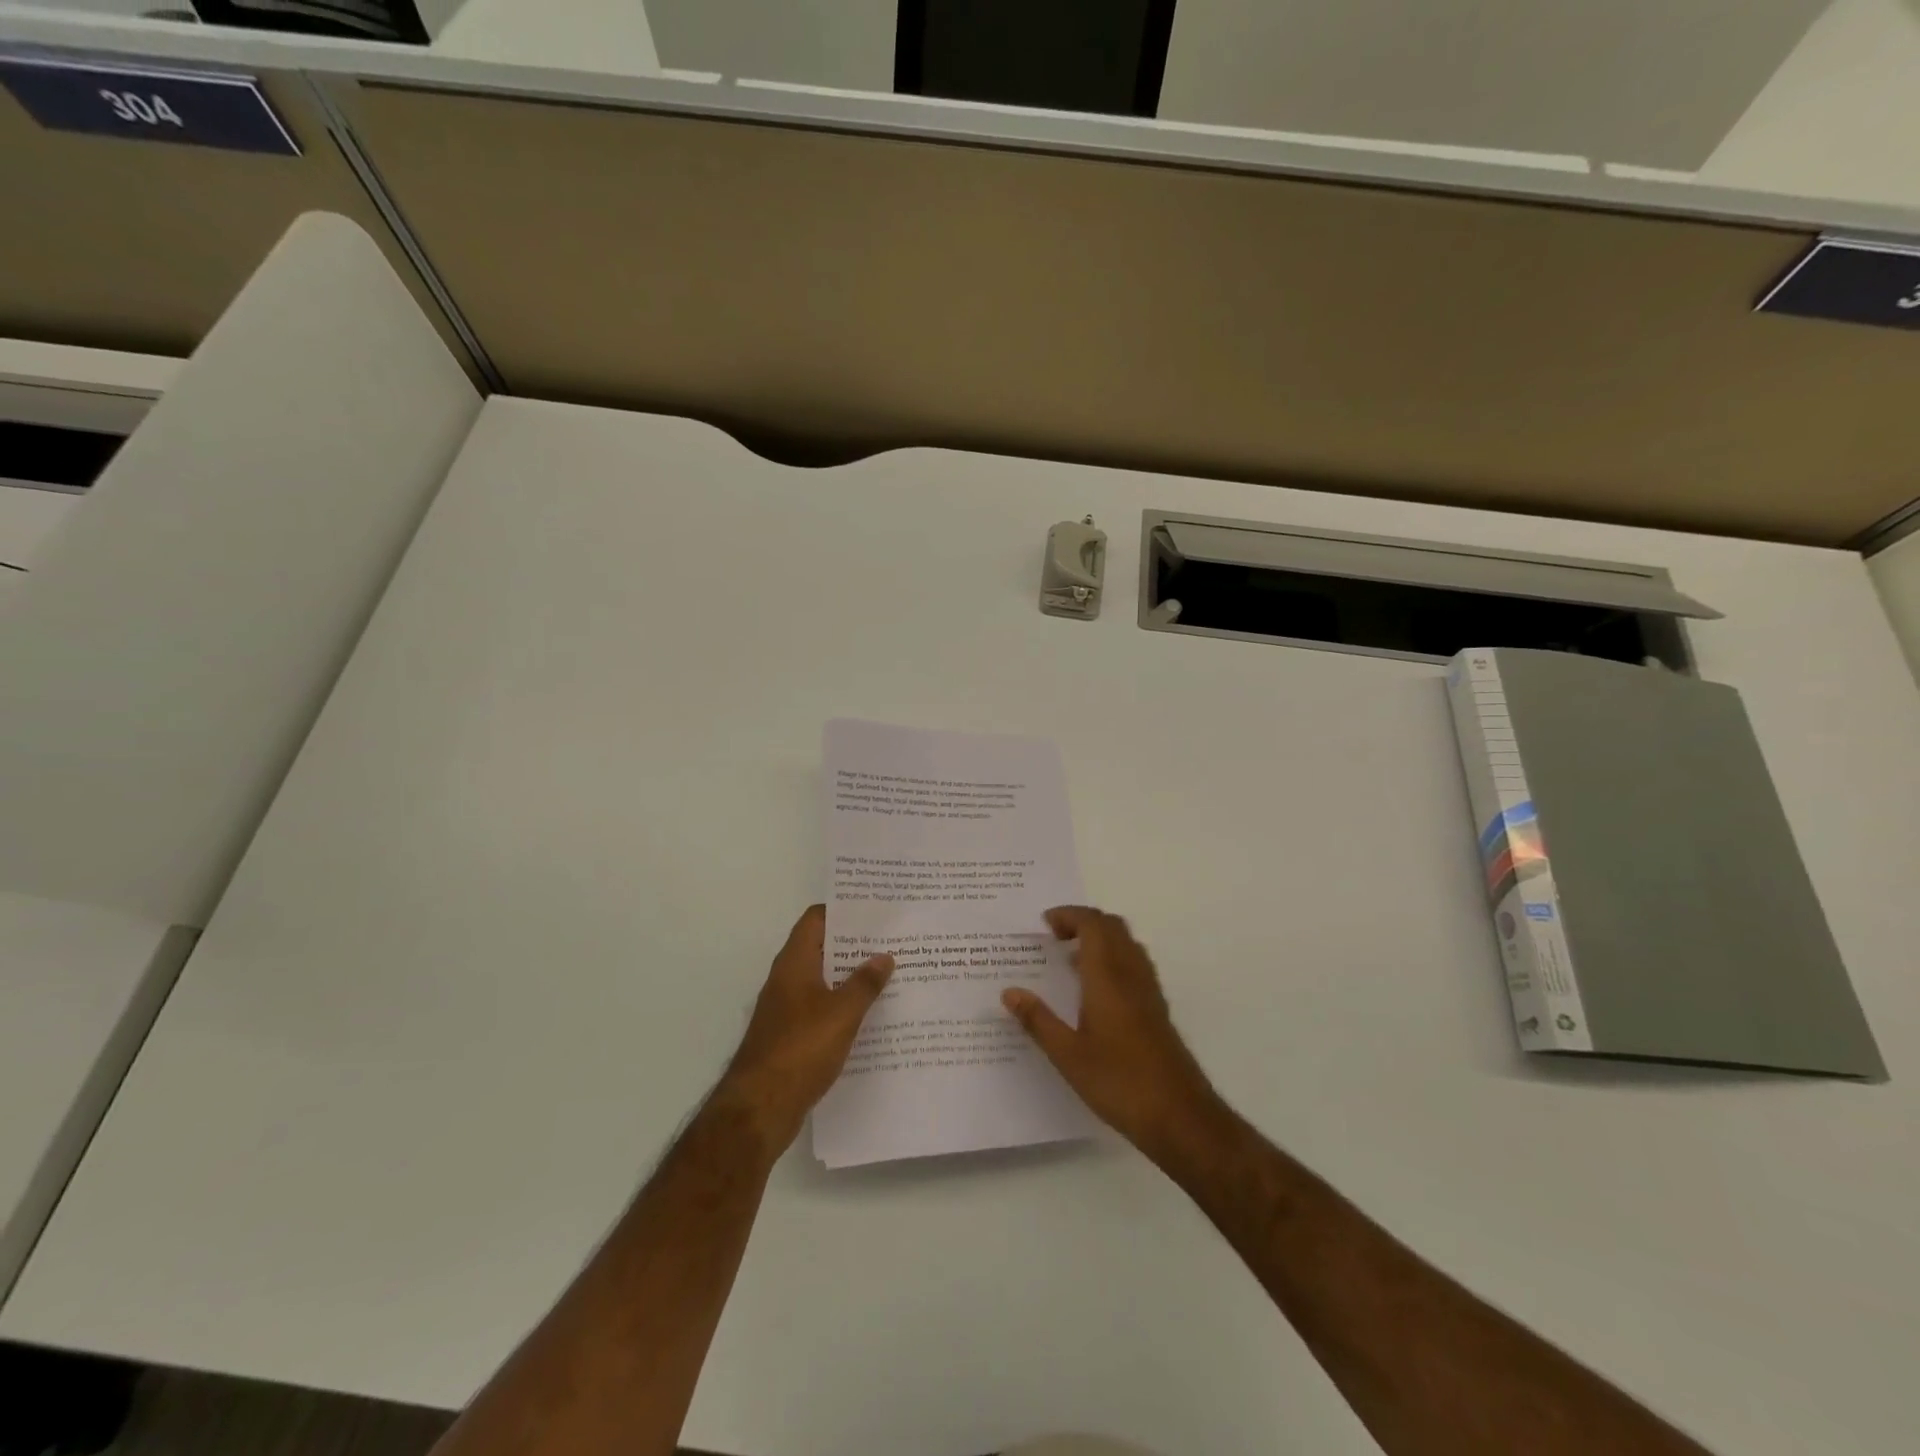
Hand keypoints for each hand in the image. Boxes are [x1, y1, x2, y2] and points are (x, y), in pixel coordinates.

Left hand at [715, 905, 893, 1155]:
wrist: (760, 1108)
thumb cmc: (800, 1049)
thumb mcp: (842, 1013)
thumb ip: (865, 983)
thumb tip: (884, 956)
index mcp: (795, 963)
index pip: (816, 919)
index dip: (844, 910)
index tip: (876, 910)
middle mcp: (787, 979)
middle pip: (822, 948)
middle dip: (855, 944)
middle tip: (893, 940)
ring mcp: (787, 1008)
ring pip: (824, 980)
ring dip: (851, 976)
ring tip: (890, 973)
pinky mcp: (791, 1036)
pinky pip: (822, 1008)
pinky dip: (844, 1006)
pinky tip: (871, 1015)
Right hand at [1002, 906, 1221, 1162]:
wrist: (1180, 1116)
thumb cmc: (1119, 1082)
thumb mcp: (1068, 1055)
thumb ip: (1038, 1020)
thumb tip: (1009, 991)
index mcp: (1108, 976)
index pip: (1093, 924)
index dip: (1069, 915)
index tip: (1044, 925)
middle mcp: (1131, 974)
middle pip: (1112, 926)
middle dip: (1083, 922)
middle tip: (1054, 938)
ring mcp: (1149, 991)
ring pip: (1126, 944)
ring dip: (1100, 939)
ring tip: (1070, 961)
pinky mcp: (1157, 1009)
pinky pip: (1134, 964)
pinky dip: (1112, 959)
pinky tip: (1094, 993)